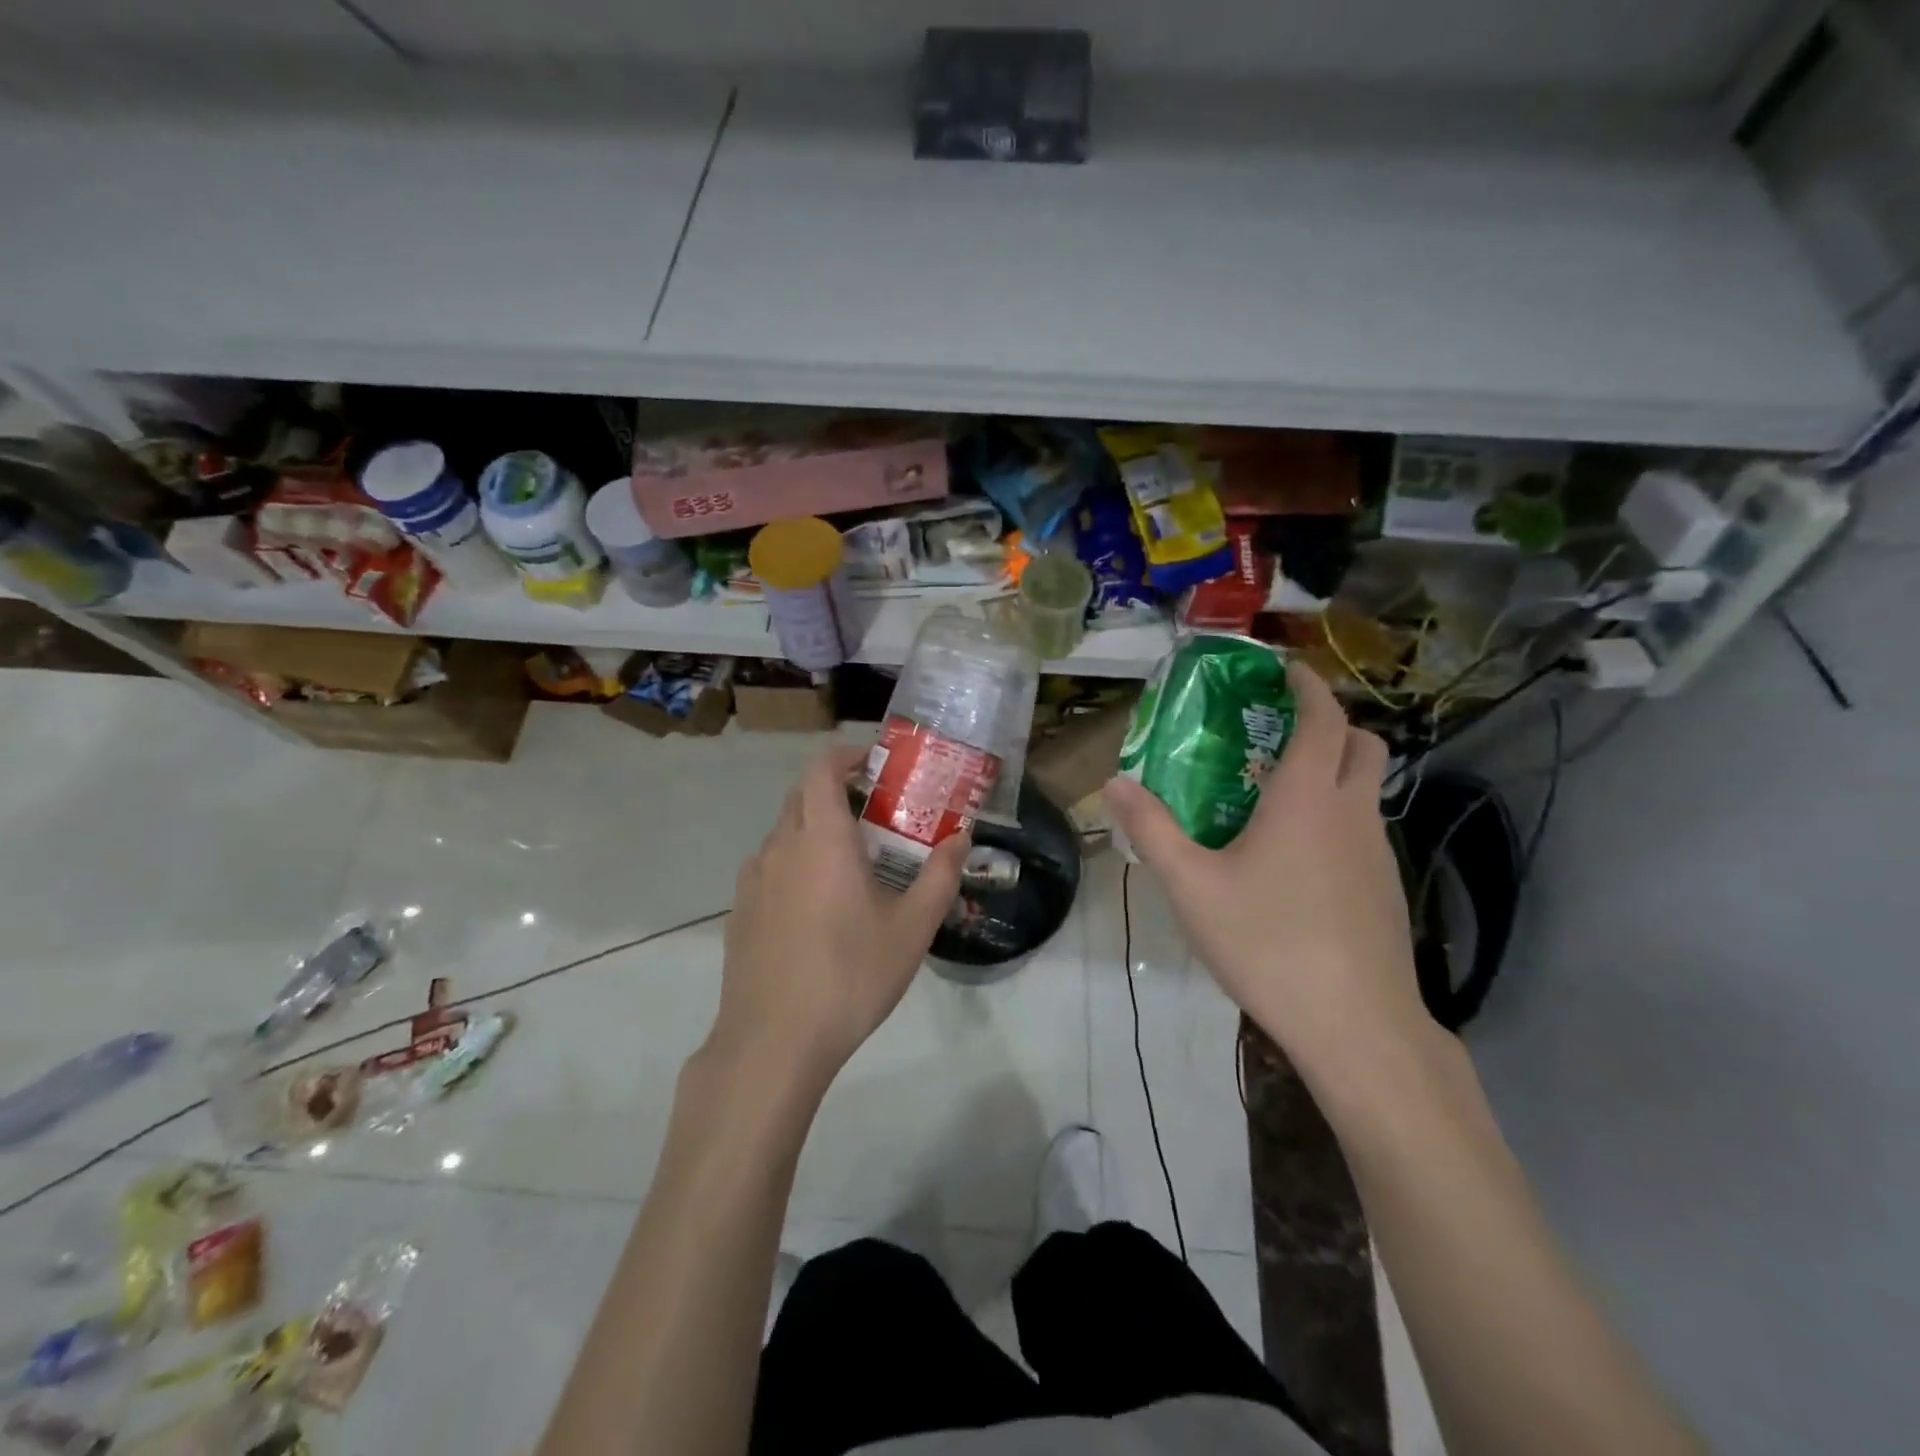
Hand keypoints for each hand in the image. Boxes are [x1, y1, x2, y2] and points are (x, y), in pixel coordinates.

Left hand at [709, 746, 968, 1088]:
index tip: (875, 766)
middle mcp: (780, 847)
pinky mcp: (740, 912)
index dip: (847, 756)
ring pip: (785, 834)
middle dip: (836, 792)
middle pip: (802, 796)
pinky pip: (771, 868)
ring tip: (851, 866)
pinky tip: (818, 909)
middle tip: (875, 815)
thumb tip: (961, 838)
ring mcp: (752, 880)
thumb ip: (940, 875)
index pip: (822, 769)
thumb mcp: (912, 928)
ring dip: (816, 831)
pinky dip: (796, 865)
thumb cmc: (850, 975)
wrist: (774, 1042)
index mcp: (821, 838)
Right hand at [1103, 661, 1428, 1072]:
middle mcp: (1351, 813)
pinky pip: (1365, 828)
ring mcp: (1378, 852)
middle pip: (1363, 744)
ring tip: (1280, 792)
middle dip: (1332, 722)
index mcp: (1306, 799)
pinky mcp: (1387, 888)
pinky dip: (1339, 814)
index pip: (1322, 719)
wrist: (1355, 1025)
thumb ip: (1151, 830)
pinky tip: (1299, 856)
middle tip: (1284, 728)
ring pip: (1368, 788)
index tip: (1287, 670)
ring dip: (1336, 770)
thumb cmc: (1267, 942)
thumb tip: (1114, 782)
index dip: (1308, 686)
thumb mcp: (1191, 886)